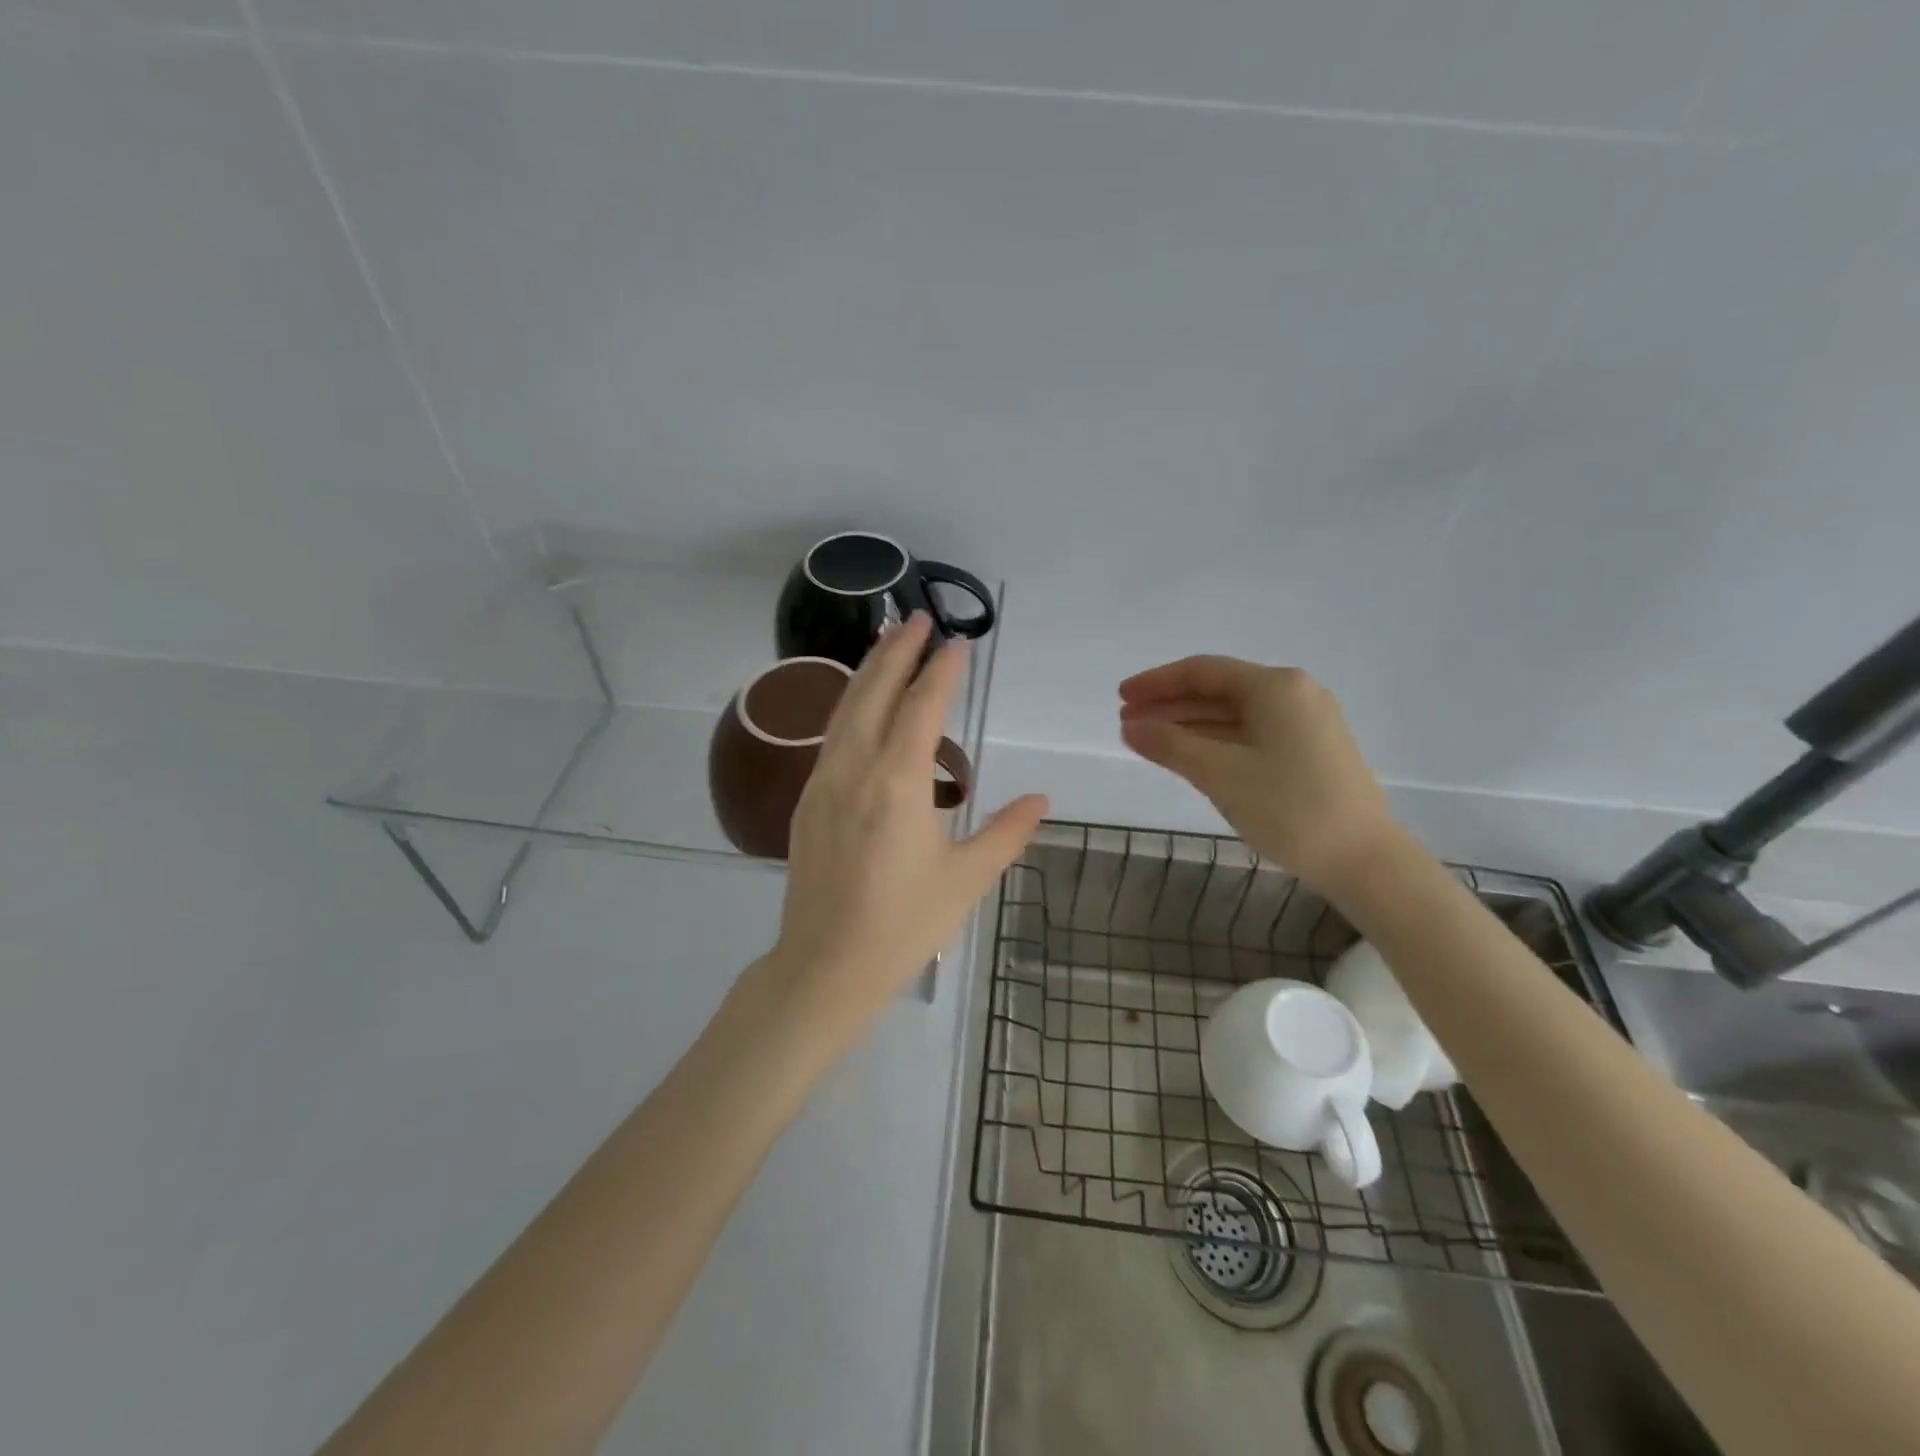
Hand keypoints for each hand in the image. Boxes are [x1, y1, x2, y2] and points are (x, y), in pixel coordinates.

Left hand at [767, 614, 1047, 1038]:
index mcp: (897, 783)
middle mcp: (854, 770)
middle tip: (917, 618)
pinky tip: (863, 707)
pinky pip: (832, 736)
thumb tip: (1042, 800)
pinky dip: (852, 706)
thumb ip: (1006, 832)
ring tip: (889, 643)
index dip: (941, 670)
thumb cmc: (904, 925)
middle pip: (873, 692)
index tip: (958, 641)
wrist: (825, 966)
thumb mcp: (967, 879)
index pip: (922, 707)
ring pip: (845, 709)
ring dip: (869, 671)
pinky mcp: (808, 801)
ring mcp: (823, 783)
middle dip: (897, 651)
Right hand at [1118, 656, 1397, 891]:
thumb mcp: (1221, 774)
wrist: (1366, 861)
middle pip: (1218, 690)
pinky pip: (1252, 733)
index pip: (1202, 671)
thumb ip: (1170, 745)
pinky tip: (1191, 756)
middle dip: (1170, 705)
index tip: (1120, 699)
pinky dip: (1216, 740)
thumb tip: (1131, 727)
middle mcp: (1294, 694)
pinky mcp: (1312, 750)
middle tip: (1128, 723)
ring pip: (1234, 714)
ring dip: (1190, 724)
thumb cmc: (1290, 809)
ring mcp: (1307, 722)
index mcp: (1275, 687)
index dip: (1156, 683)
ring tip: (1150, 741)